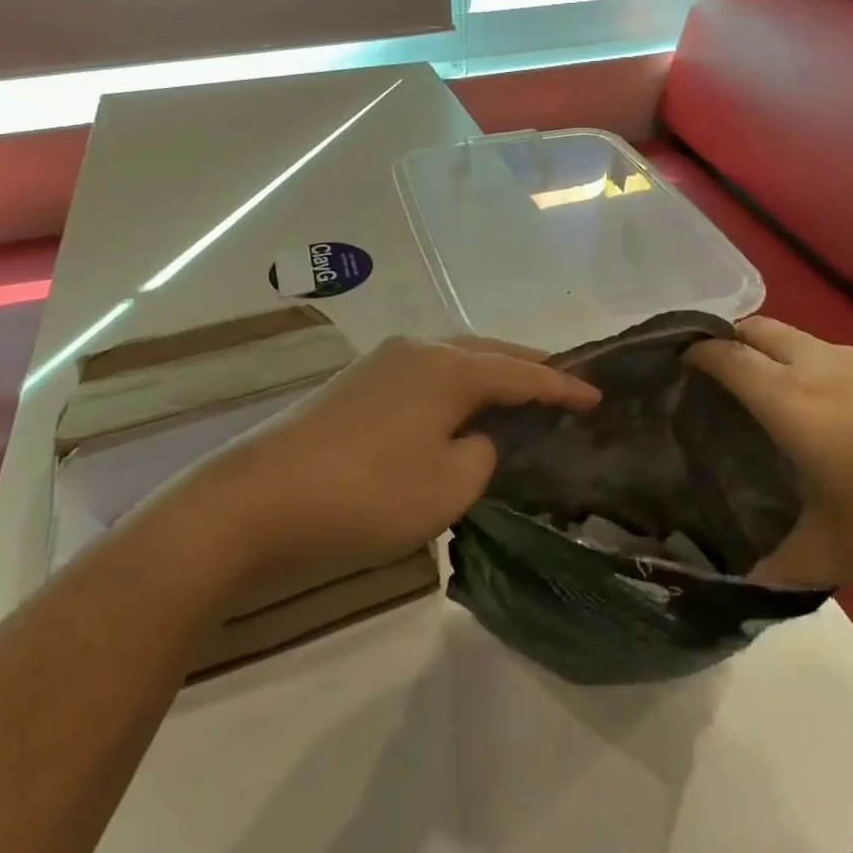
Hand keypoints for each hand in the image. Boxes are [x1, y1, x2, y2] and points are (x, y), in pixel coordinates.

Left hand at [151, 336, 598, 580]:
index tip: (598, 396)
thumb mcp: (448, 486)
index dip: (563, 386)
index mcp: (447, 367)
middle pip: (487, 353)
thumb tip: (473, 437)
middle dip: (527, 368)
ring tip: (516, 394)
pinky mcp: (352, 388)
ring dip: (487, 377)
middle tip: (563, 384)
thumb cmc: (365, 494)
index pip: (522, 372)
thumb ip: (482, 455)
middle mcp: (416, 350)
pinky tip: (455, 411)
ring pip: (452, 362)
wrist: (254, 502)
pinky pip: (423, 378)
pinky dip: (453, 390)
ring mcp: (378, 364)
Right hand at [686, 319, 852, 594]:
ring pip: (814, 347)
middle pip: (764, 330)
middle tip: (721, 377)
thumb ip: (787, 563)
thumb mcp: (848, 554)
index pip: (727, 358)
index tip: (677, 363)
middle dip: (734, 341)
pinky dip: (839, 379)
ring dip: (789, 362)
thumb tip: (747, 583)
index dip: (696, 353)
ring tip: (795, 410)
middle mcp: (830, 367)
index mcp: (796, 403)